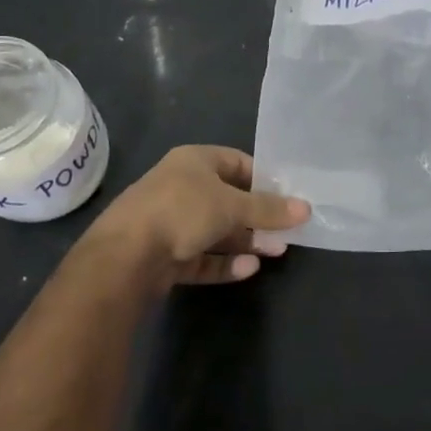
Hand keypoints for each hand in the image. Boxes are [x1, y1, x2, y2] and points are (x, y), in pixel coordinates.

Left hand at [87, 146, 308, 290]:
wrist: (123, 257)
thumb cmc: (182, 211)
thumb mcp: (233, 205)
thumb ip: (269, 209)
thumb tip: (306, 208)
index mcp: (194, 161)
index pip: (236, 162)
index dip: (263, 178)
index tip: (287, 196)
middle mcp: (181, 187)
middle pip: (228, 199)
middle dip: (258, 216)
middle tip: (287, 231)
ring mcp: (170, 222)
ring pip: (216, 231)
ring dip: (245, 241)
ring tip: (276, 253)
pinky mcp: (164, 256)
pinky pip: (201, 256)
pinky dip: (223, 262)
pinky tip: (249, 269)